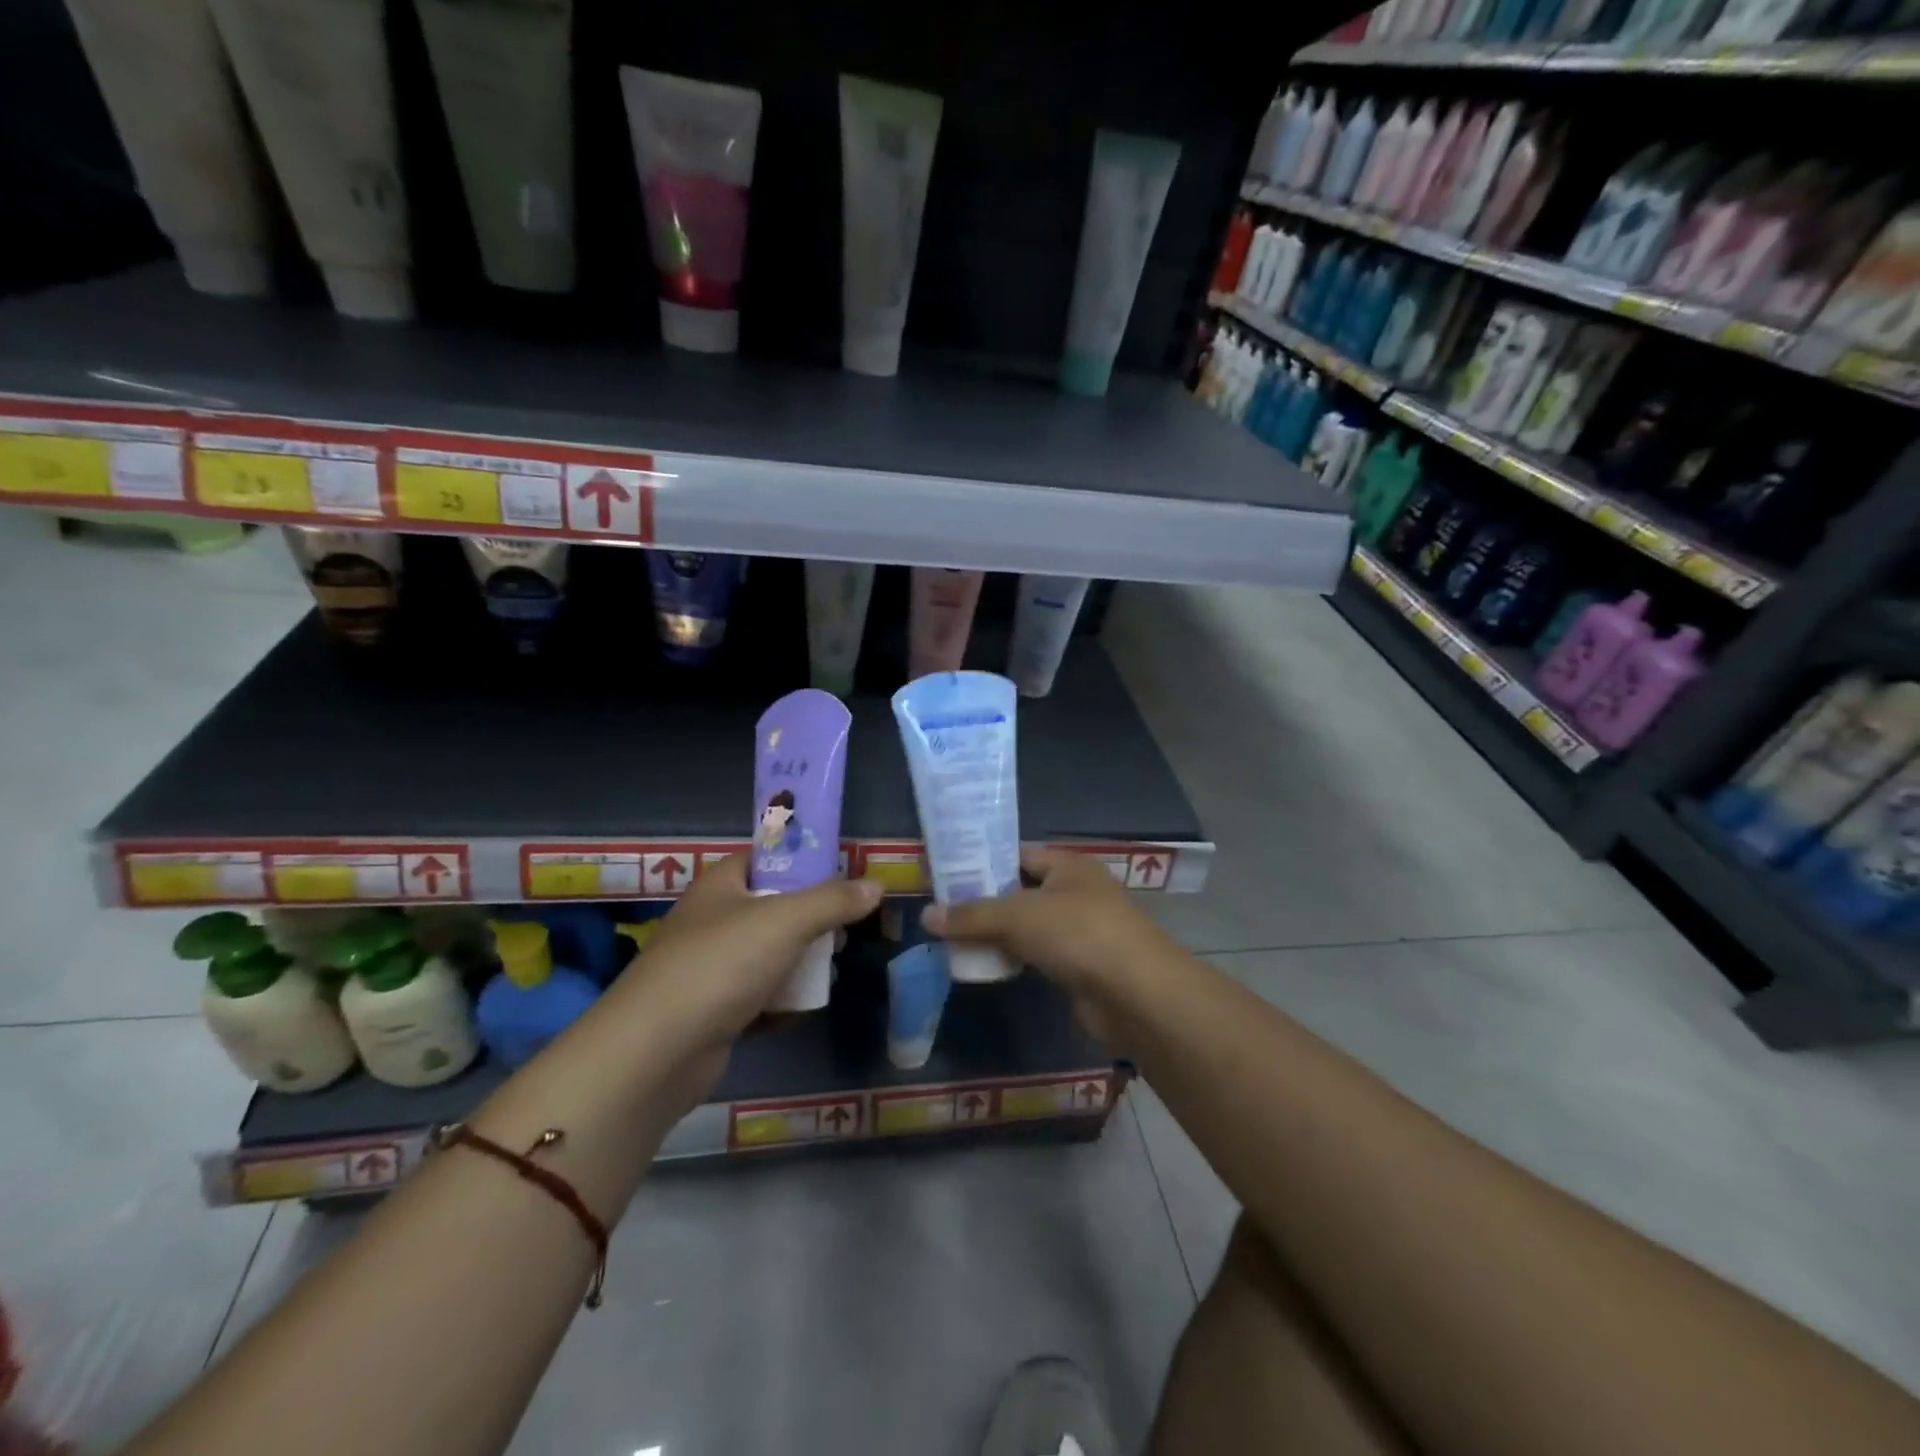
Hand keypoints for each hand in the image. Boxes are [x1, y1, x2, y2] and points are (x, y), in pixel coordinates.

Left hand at [614, 855, 881, 1056]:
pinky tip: (800, 1013)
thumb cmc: (721, 966)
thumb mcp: (786, 922)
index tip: (843, 876)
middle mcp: (712, 919)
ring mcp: (709, 967)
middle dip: (811, 920)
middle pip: (773, 907)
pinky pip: (756, 997)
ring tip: (828, 974)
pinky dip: (779, 1003)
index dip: (805, 862)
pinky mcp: (711, 1010)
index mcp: (722, 884)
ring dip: (799, 964)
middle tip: (841, 933)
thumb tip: (876, 885)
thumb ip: (833, 901)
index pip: (767, 857)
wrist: (655, 1052)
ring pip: (767, 954)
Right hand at [922, 848, 1183, 1040]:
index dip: (982, 862)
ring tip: (951, 938)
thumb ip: (972, 915)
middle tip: (941, 910)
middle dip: (984, 902)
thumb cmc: (1078, 934)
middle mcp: (1076, 891)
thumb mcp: (1018, 916)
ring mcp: (1080, 930)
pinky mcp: (1080, 966)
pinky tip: (984, 965)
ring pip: (1027, 926)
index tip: (945, 874)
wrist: (1136, 994)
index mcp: (1068, 865)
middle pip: (1020, 891)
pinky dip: (1013, 958)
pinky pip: (1037, 955)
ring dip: (996, 933)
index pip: (1017, 854)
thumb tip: (927, 915)